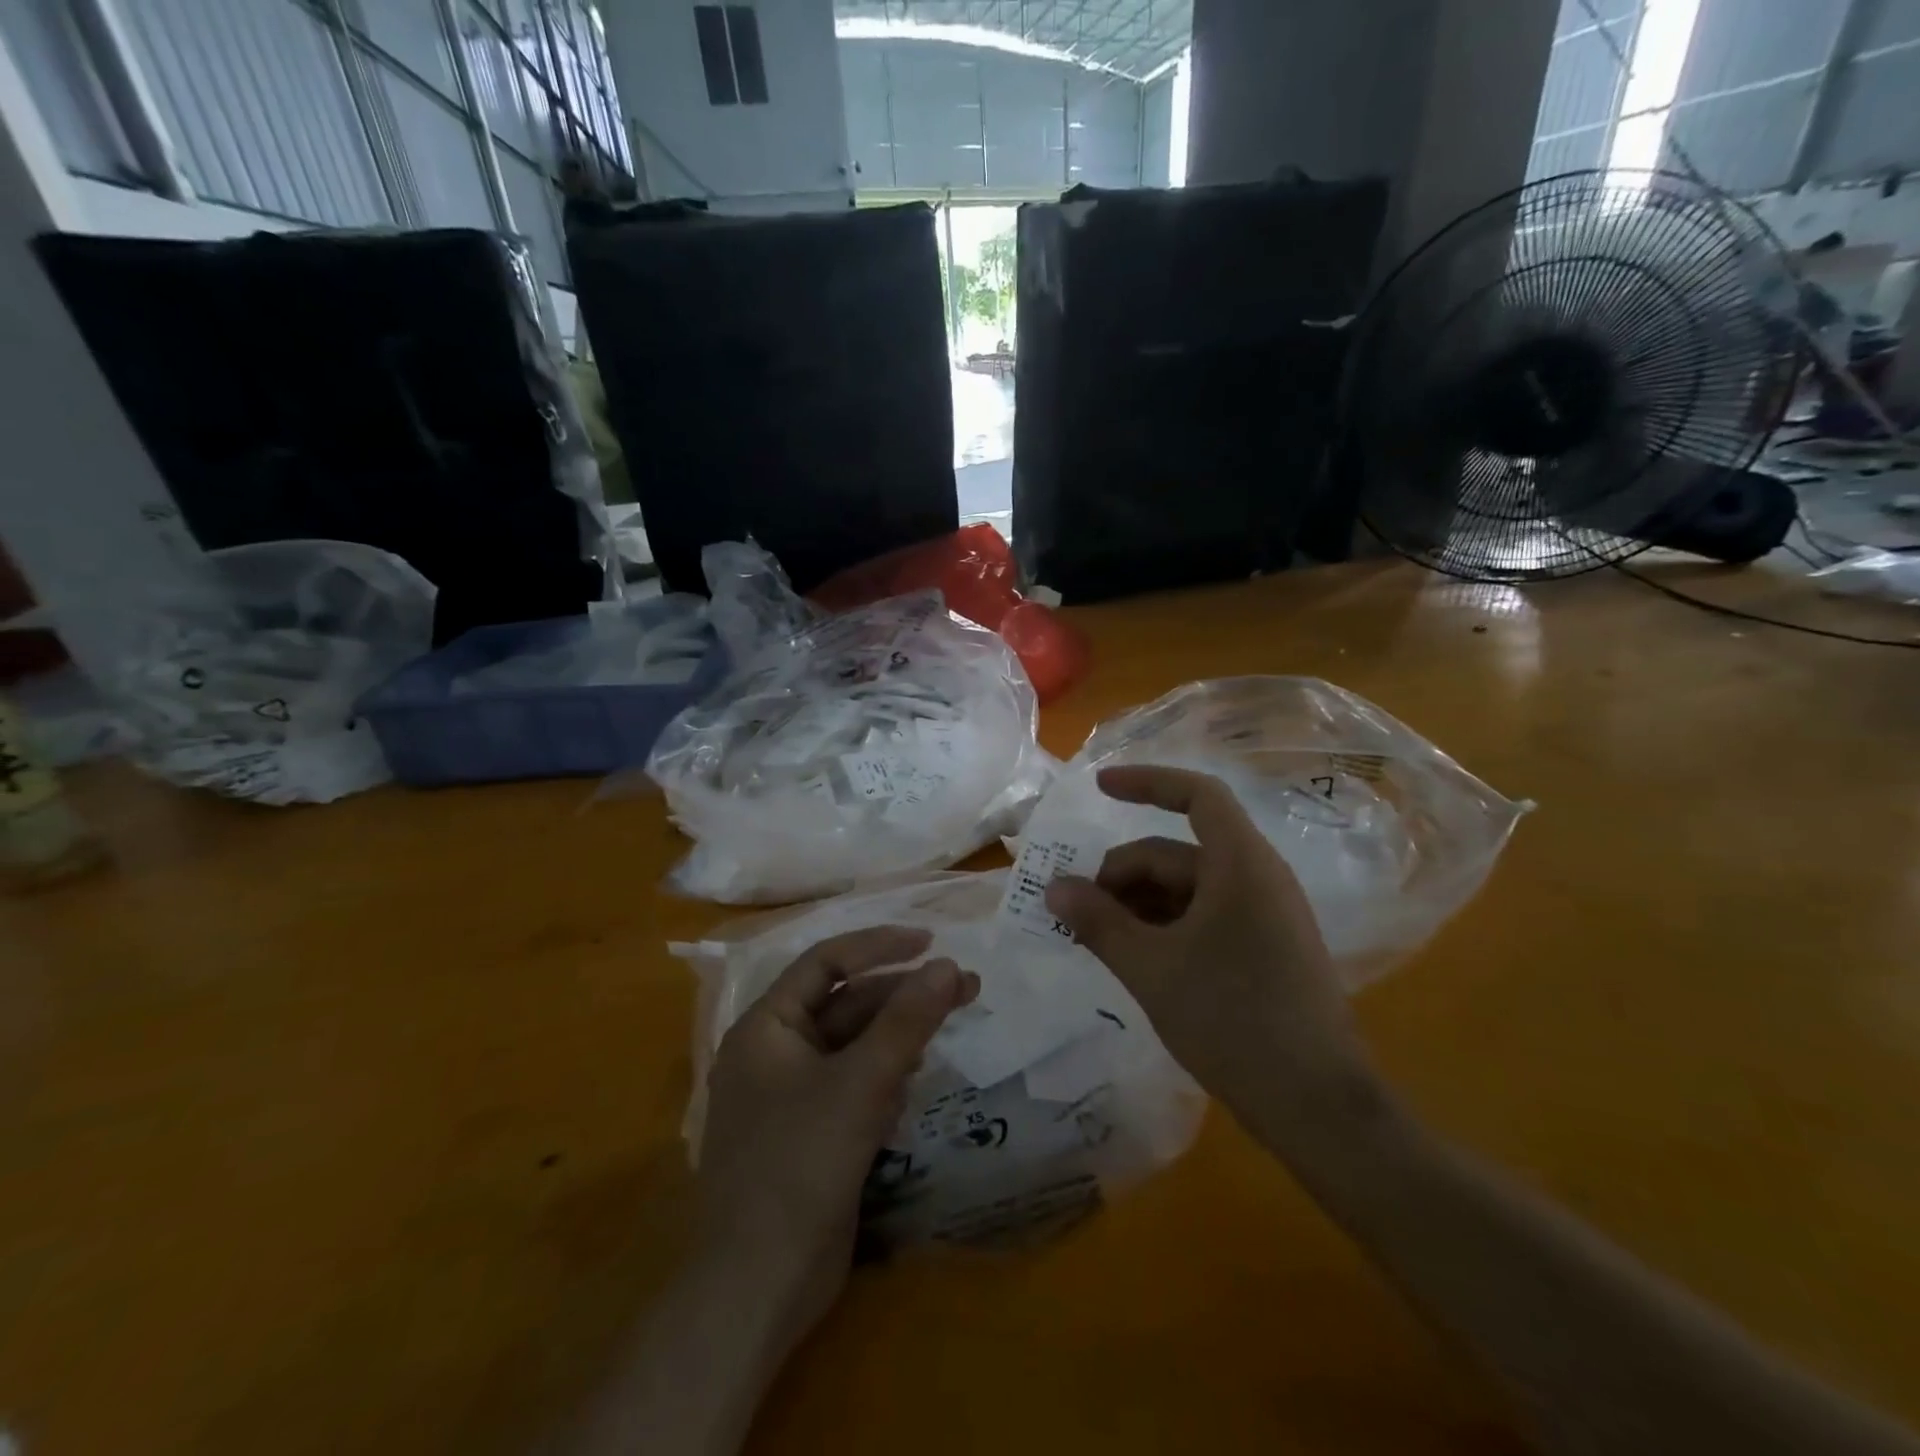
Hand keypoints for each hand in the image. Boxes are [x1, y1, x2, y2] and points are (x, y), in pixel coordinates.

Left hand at [697, 926, 977, 1347]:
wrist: (759, 1287)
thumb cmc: (799, 1164)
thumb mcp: (860, 1083)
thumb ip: (906, 1021)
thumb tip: (948, 965)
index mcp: (767, 1026)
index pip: (827, 963)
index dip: (879, 946)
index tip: (931, 942)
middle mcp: (775, 1051)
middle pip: (847, 1003)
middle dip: (903, 994)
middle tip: (965, 987)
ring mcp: (792, 1094)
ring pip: (855, 1045)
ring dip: (899, 1036)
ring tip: (950, 1027)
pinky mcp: (813, 1131)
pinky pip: (855, 1084)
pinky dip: (885, 1077)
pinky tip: (912, 1086)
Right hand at [1043, 765, 1382, 1152]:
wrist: (1318, 1107)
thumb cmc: (1233, 1021)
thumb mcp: (1151, 969)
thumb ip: (1098, 922)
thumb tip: (1053, 887)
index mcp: (1241, 865)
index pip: (1196, 795)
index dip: (1146, 782)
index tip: (1099, 788)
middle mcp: (1257, 878)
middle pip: (1175, 852)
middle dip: (1121, 876)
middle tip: (1076, 915)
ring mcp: (1263, 915)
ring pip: (1186, 889)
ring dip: (1137, 905)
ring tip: (1097, 941)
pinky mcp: (1263, 949)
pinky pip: (1203, 917)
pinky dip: (1163, 927)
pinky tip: (1134, 959)